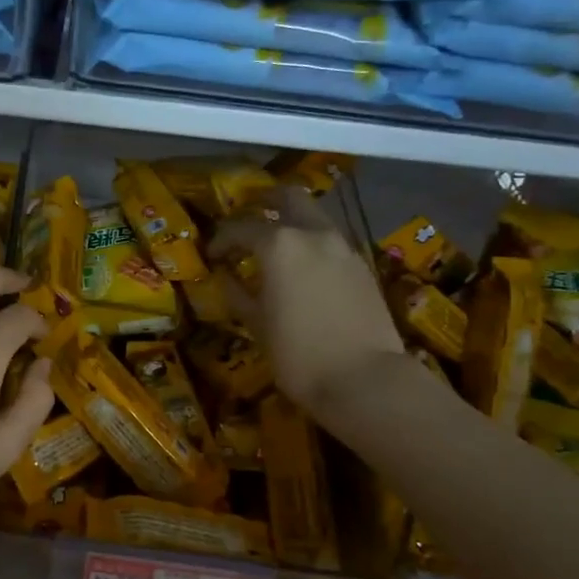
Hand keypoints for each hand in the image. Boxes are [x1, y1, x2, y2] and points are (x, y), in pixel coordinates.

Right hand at [209, 188, 406, 414]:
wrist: (366, 380)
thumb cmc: (298, 353)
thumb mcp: (257, 325)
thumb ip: (238, 293)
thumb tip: (226, 277)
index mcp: (279, 244)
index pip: (241, 228)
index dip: (221, 239)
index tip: (211, 254)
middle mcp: (313, 235)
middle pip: (289, 198)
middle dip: (265, 202)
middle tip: (248, 217)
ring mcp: (344, 248)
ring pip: (315, 218)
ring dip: (293, 223)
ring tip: (275, 248)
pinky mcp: (363, 267)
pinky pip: (331, 242)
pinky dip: (313, 245)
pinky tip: (303, 271)